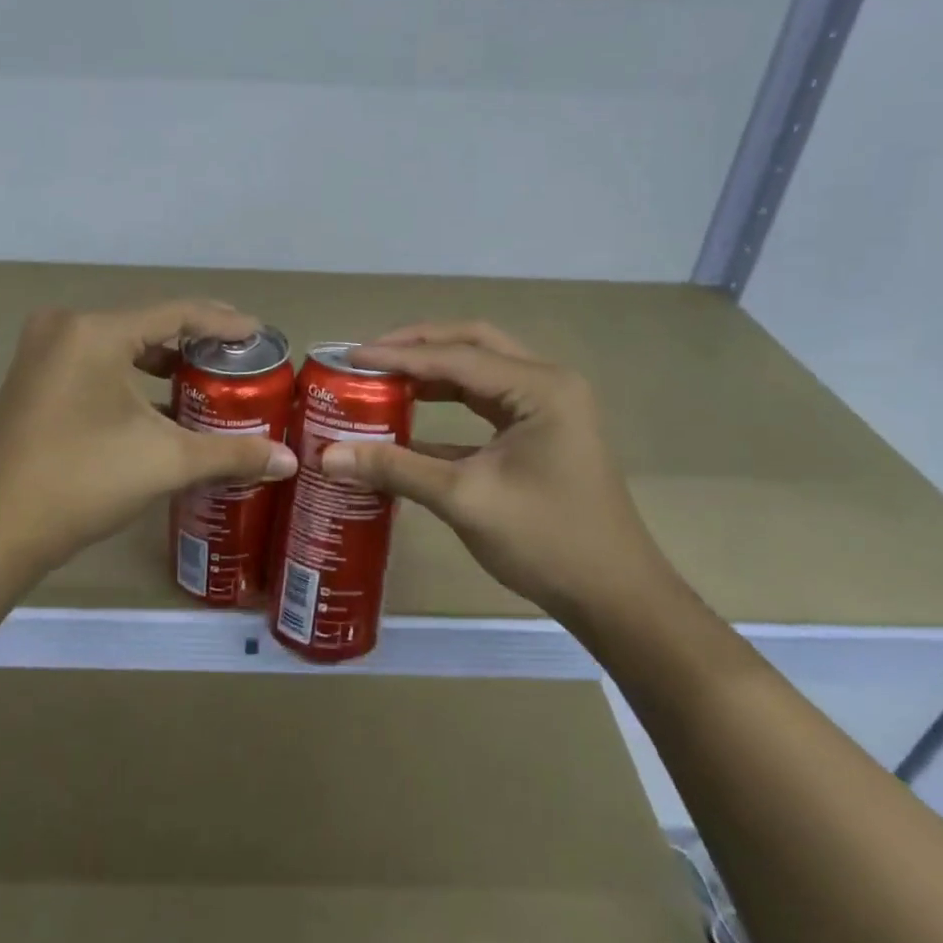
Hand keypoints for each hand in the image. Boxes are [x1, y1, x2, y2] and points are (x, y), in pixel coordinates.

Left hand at [0, 300, 297, 598]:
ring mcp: (42, 352)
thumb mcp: (165, 462)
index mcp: (95, 332)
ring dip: (163, 362)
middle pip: (148, 325)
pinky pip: (96, 363)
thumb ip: (232, 453)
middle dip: (196, 343)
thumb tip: (290, 461)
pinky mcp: (33, 379)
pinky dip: (132, 377)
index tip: (261, 336)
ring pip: (120, 345)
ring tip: (207, 382)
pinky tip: (161, 405)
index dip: (225, 323)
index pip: (177, 313)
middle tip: (239, 361)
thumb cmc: (81, 483)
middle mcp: (65, 328)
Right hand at [320, 322, 669, 619]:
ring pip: (480, 372)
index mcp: (539, 388)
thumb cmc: (547, 540)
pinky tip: (408, 420)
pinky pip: (486, 404)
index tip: (348, 357)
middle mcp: (547, 384)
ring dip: (432, 372)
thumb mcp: (465, 499)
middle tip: (368, 357)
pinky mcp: (541, 434)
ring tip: (381, 378)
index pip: (456, 357)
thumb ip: (395, 469)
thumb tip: (327, 457)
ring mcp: (548, 408)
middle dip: (418, 347)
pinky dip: (448, 404)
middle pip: (473, 345)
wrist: (614, 597)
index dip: (398, 355)